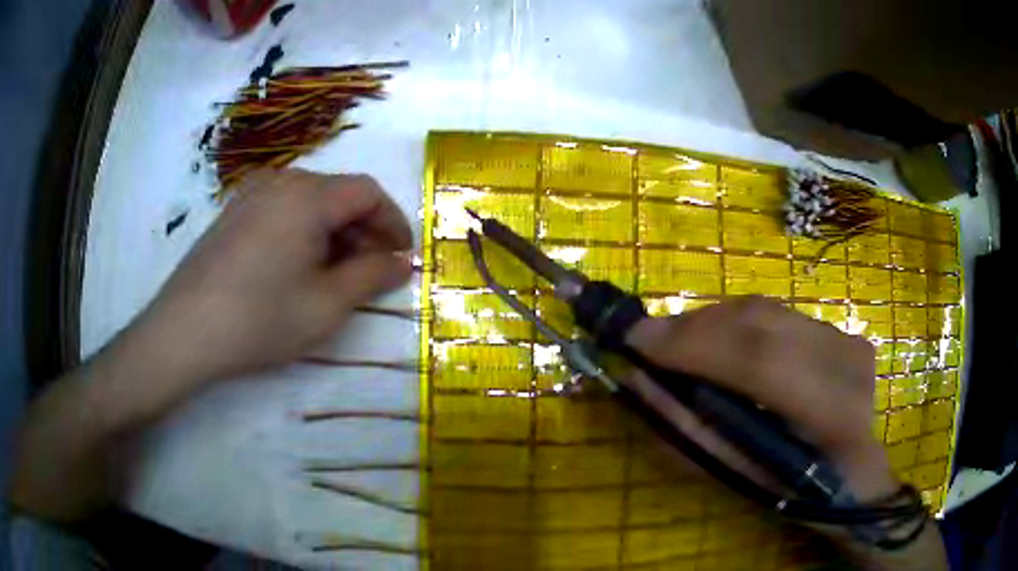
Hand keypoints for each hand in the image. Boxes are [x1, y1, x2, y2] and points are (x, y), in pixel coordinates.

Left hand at [134, 168, 412, 387]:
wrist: (185, 331)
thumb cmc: (260, 318)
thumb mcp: (326, 305)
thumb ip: (371, 277)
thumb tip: (401, 263)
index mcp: (308, 195)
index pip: (368, 192)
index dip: (393, 222)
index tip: (401, 257)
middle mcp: (281, 182)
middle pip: (338, 193)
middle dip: (363, 230)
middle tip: (371, 272)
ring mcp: (252, 195)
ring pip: (309, 202)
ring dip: (333, 231)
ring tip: (335, 273)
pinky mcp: (233, 213)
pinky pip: (282, 210)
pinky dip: (303, 231)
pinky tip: (296, 267)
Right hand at [625, 296, 896, 501]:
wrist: (857, 476)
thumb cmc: (798, 494)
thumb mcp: (740, 478)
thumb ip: (690, 429)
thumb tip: (639, 382)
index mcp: (830, 413)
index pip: (757, 359)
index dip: (692, 344)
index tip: (635, 342)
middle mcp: (845, 361)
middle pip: (759, 320)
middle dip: (693, 326)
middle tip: (648, 341)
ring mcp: (847, 339)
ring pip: (765, 310)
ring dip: (712, 323)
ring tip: (678, 344)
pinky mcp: (843, 330)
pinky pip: (778, 315)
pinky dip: (738, 325)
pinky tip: (720, 344)